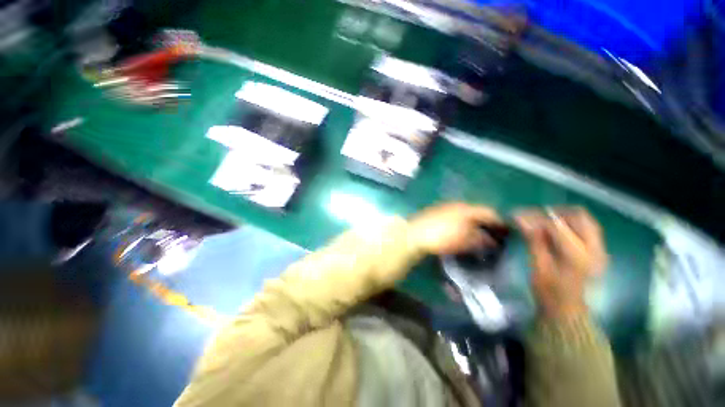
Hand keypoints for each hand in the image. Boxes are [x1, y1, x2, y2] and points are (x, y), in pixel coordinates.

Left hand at [409, 202, 502, 255]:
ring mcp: (445, 208)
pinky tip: (461, 232)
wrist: (415, 234)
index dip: (500, 221)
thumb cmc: (442, 236)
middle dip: (487, 222)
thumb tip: (491, 240)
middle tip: (494, 235)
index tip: (507, 232)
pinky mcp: (436, 213)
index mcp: (467, 209)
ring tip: (479, 235)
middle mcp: (457, 205)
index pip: (489, 212)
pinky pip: (455, 217)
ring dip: (474, 223)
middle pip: (477, 211)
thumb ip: (480, 239)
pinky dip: (462, 224)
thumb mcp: (465, 240)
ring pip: (466, 214)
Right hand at [515, 207, 607, 318]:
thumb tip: (521, 218)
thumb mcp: (538, 267)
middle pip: (579, 216)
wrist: (568, 311)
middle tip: (534, 217)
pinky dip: (571, 224)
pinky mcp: (598, 251)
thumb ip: (534, 241)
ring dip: (563, 217)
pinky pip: (587, 228)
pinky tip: (556, 230)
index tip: (518, 215)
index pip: (557, 225)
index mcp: (577, 256)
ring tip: (544, 221)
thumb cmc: (549, 292)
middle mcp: (595, 249)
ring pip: (585, 220)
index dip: (535, 217)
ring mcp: (600, 250)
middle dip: (554, 212)